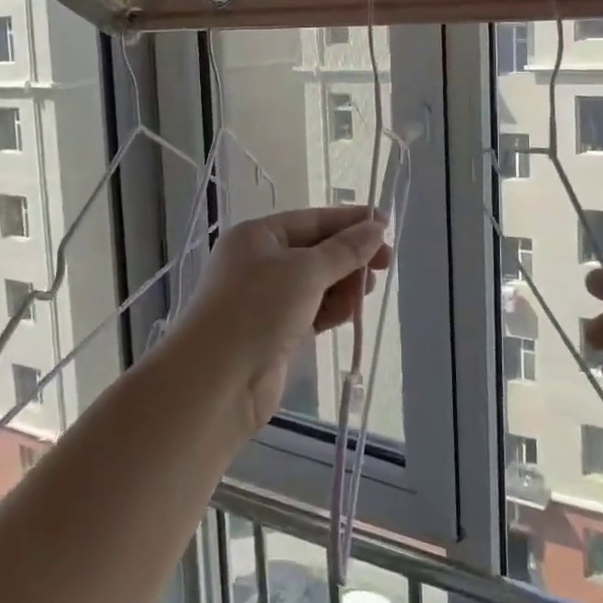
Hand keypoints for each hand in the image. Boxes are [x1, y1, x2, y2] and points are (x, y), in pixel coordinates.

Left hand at [173, 207, 392, 436]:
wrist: (216, 382)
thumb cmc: (257, 310)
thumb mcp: (306, 271)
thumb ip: (345, 250)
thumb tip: (376, 228)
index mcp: (258, 236)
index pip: (312, 220)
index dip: (349, 222)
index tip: (385, 225)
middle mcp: (259, 262)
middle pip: (316, 251)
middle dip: (350, 257)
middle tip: (385, 264)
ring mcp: (265, 299)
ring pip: (316, 283)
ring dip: (344, 285)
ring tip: (366, 292)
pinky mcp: (274, 331)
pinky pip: (312, 310)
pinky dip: (331, 309)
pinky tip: (350, 313)